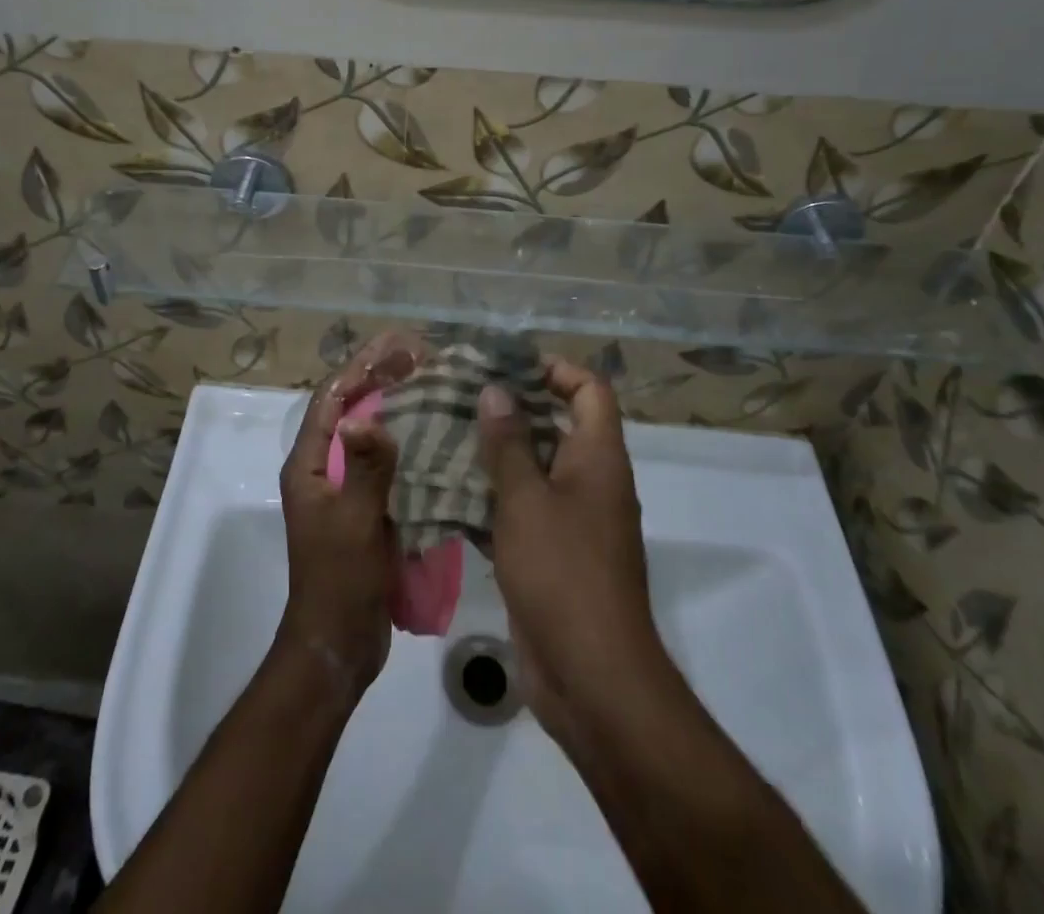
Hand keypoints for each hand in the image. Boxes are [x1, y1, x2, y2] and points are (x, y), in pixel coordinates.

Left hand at [277, 332, 424, 696]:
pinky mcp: (366, 508)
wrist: (339, 644)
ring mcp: (344, 489)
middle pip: (351, 409)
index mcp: (309, 464)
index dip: (361, 367)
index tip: (397, 345)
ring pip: (370, 434)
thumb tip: (366, 414)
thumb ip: (364, 467)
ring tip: (433, 383)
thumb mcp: (354, 521)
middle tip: (421, 356)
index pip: (332, 399)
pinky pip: (386, 463)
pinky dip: (407, 443)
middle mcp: (323, 468)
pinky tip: (437, 434)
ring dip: (397, 407)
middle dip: (381, 379)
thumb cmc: (340, 579)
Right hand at [478, 359, 663, 746]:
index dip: (555, 370)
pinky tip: (448, 493)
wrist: (592, 676)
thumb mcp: (527, 499)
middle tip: (460, 398)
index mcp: (598, 457)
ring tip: (445, 437)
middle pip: (557, 425)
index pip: (589, 390)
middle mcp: (591, 481)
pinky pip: (523, 511)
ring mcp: (573, 520)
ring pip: (535, 469)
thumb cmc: (563, 572)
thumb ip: (510, 443)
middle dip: (512, 410)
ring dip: (496, 455)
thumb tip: (497, 390)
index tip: (506, 367)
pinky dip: (493, 499)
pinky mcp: (553, 554)